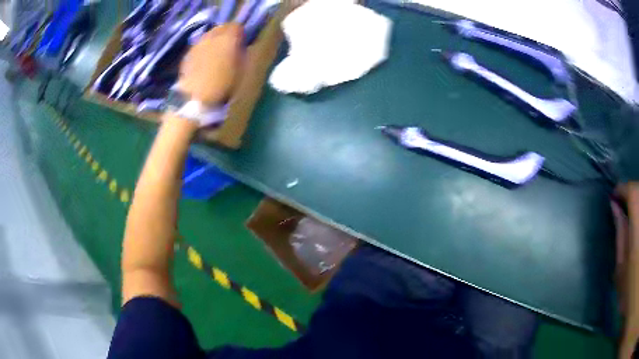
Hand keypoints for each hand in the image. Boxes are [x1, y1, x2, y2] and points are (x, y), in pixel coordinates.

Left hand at [178, 23, 243, 104]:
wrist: (196, 98)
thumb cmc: (224, 85)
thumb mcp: (243, 69)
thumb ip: (243, 53)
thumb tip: (242, 46)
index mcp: (228, 38)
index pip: (236, 26)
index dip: (240, 34)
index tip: (241, 43)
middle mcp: (212, 36)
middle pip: (221, 28)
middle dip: (226, 35)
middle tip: (229, 47)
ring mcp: (198, 44)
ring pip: (208, 36)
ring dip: (213, 41)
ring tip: (216, 55)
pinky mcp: (188, 54)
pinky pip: (199, 46)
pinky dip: (203, 50)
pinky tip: (204, 62)